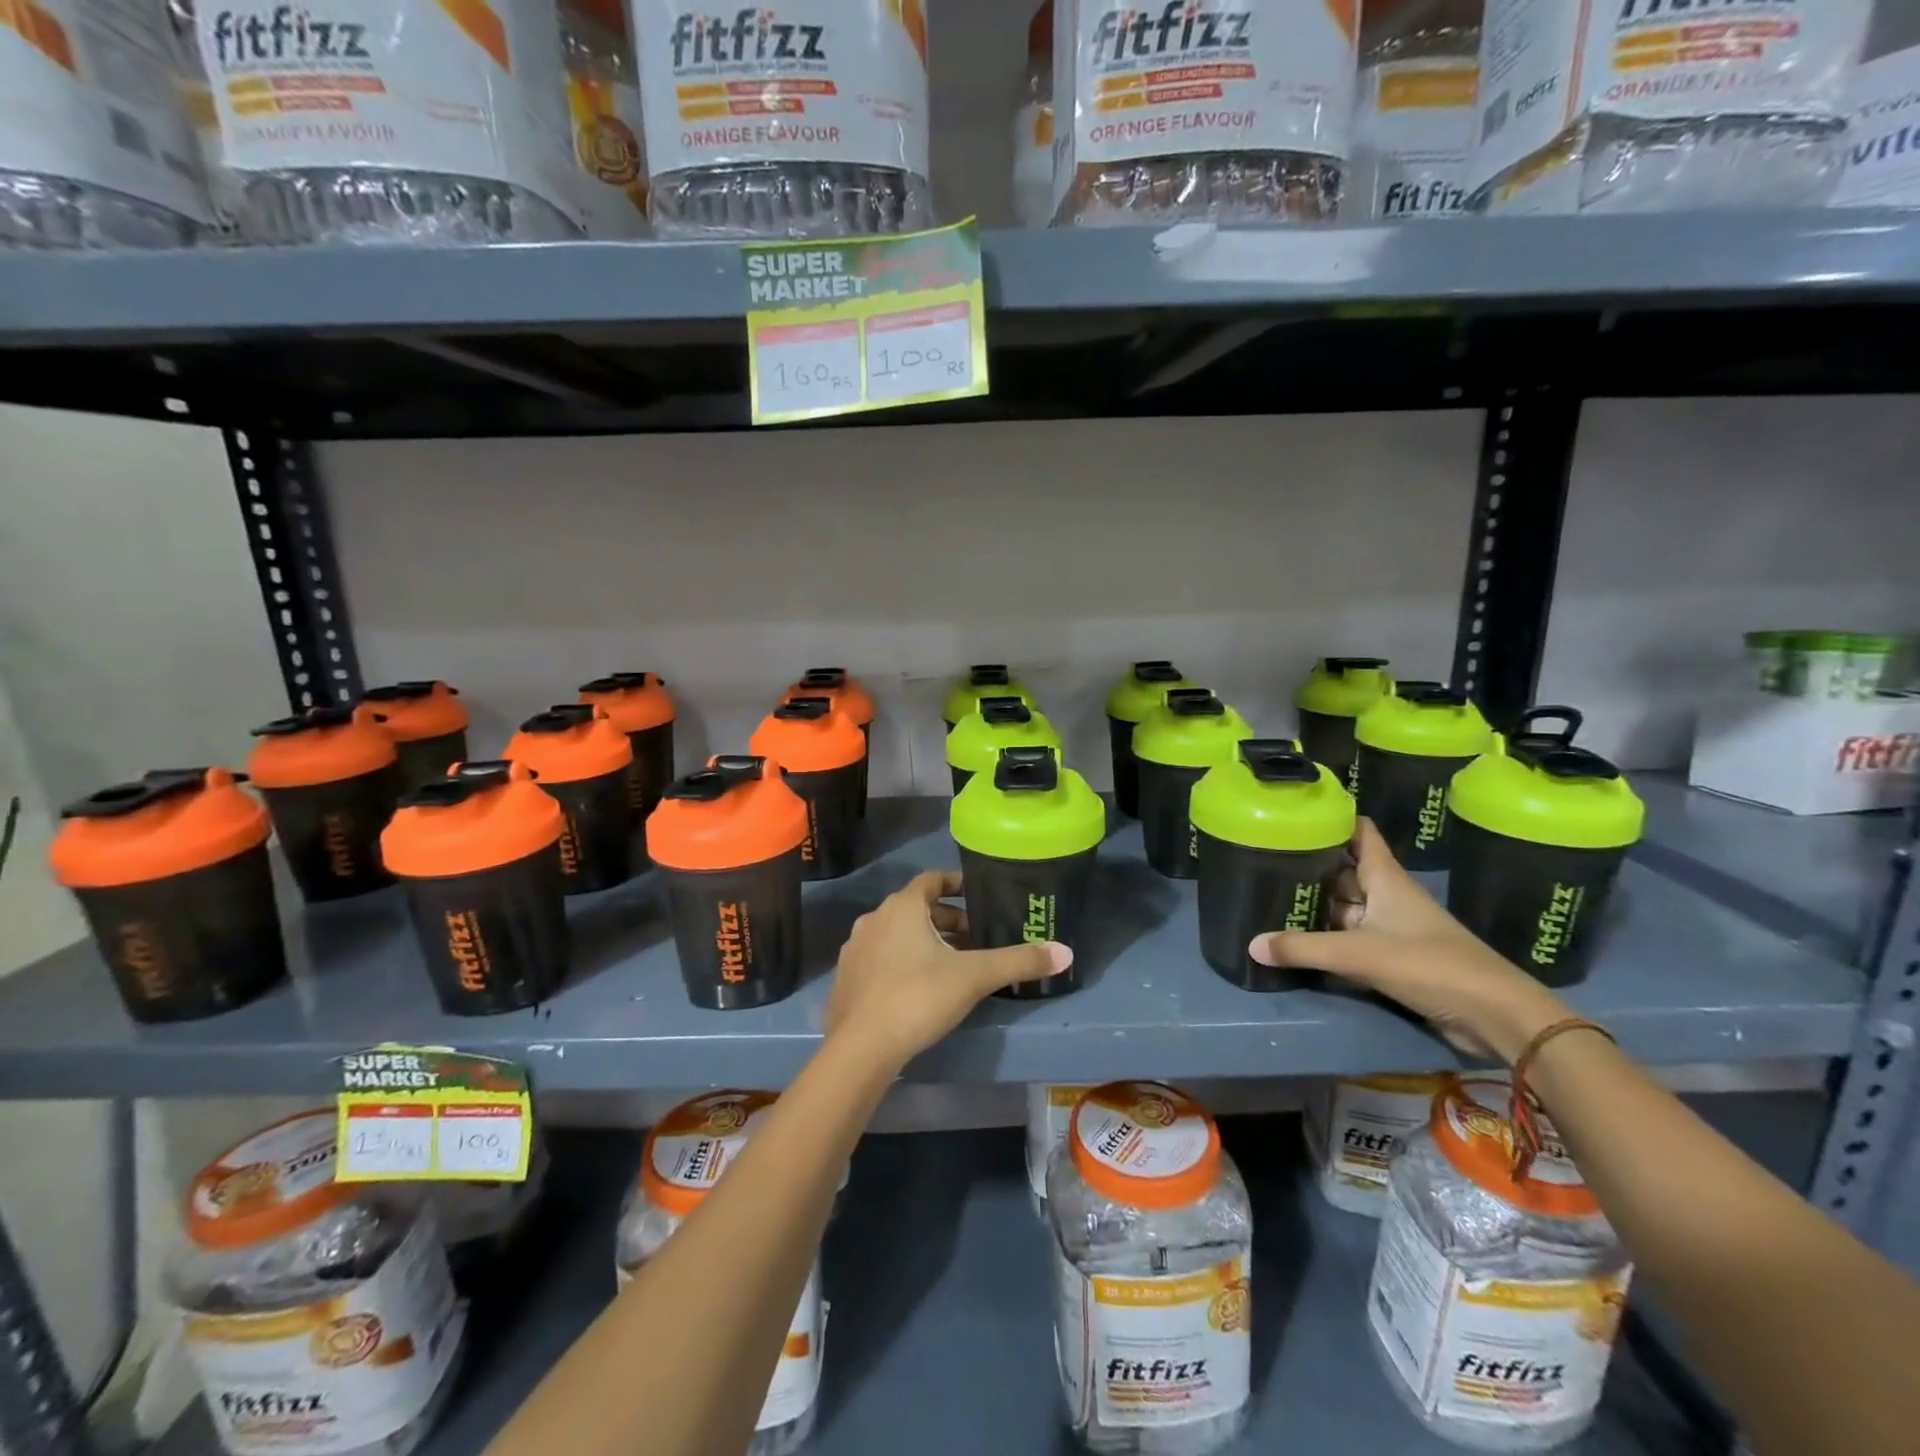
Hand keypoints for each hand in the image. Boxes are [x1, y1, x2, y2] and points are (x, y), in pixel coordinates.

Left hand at [824, 870, 1070, 1071]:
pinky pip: (880, 958)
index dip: (956, 883)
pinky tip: (919, 988)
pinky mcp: (846, 978)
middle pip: (916, 908)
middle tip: (975, 939)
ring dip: (923, 941)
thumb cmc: (918, 998)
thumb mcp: (975, 977)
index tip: (978, 895)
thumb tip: (1065, 952)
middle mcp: (874, 919)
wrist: (861, 1048)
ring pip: (897, 934)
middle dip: (947, 920)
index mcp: (902, 907)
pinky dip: (901, 962)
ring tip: (952, 964)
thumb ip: (1019, 962)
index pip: (931, 880)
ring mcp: (855, 949)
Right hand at [1248, 818, 1569, 1062]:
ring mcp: (1393, 928)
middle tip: (1264, 861)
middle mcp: (1388, 896)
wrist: (1495, 1015)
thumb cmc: (1429, 964)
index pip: (1360, 833)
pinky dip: (1329, 938)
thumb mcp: (1358, 954)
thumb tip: (1251, 944)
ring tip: (1271, 898)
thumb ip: (1303, 948)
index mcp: (1385, 879)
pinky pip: (1353, 938)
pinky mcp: (1395, 958)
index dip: (1333, 820)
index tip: (1296, 815)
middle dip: (1310, 867)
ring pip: (1347, 907)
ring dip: (1318, 906)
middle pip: (1345, 871)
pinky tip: (1299, 940)